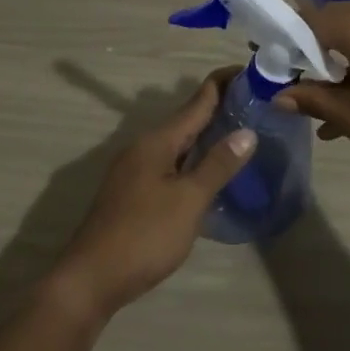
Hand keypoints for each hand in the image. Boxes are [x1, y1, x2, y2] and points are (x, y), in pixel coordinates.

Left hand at [50, 71, 256, 320]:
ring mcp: (135, 170)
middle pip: (187, 119)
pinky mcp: (133, 192)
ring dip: (207, 134)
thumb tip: (247, 131)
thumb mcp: (189, 200)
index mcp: (157, 141)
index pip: (197, 100)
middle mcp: (143, 147)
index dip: (224, 84)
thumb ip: (217, 165)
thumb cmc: (144, 235)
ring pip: (178, 143)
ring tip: (242, 132)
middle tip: (258, 103)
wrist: (92, 278)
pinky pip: (171, 163)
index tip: (254, 72)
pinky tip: (210, 171)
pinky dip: (194, 158)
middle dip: (220, 108)